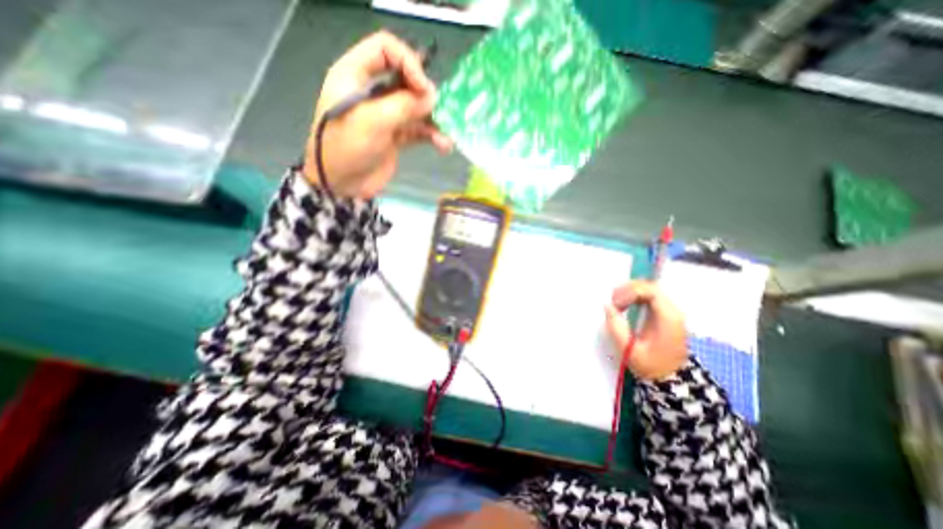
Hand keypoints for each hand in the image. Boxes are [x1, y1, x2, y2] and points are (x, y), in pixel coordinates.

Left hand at [302, 31, 448, 200]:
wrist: (341, 184)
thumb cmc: (347, 147)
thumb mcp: (373, 121)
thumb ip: (403, 105)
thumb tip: (432, 97)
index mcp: (355, 75)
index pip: (385, 49)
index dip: (408, 62)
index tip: (423, 87)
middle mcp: (372, 91)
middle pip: (405, 79)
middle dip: (424, 94)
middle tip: (438, 109)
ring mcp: (385, 115)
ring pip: (415, 108)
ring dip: (433, 120)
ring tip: (447, 135)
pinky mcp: (395, 137)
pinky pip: (417, 130)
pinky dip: (431, 136)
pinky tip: (444, 145)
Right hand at [604, 282, 686, 380]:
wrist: (672, 380)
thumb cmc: (651, 366)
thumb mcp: (630, 350)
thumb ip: (617, 328)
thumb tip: (608, 306)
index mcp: (668, 318)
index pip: (650, 291)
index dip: (629, 293)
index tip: (616, 305)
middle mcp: (672, 311)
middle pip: (649, 286)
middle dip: (628, 290)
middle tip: (613, 302)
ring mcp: (670, 311)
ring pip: (648, 289)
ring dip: (630, 292)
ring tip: (617, 304)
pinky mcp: (664, 314)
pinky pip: (649, 296)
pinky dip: (634, 297)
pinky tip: (624, 306)